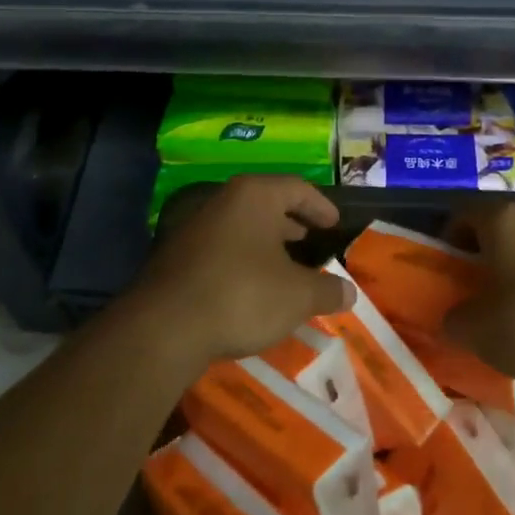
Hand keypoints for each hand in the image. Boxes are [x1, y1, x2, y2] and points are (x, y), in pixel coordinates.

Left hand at [117, 175, 354, 376]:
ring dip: (264, 243)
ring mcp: (194, 228)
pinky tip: (251, 287)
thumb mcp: (298, 296)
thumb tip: (349, 293)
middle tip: (309, 238)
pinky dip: (242, 260)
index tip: (333, 223)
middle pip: (264, 204)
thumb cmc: (242, 295)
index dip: (319, 205)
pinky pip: (221, 249)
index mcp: (254, 196)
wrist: (165, 327)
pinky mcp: (176, 256)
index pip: (296, 188)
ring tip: (284, 264)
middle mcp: (222, 201)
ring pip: (240, 227)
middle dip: (289, 222)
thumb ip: (328, 290)